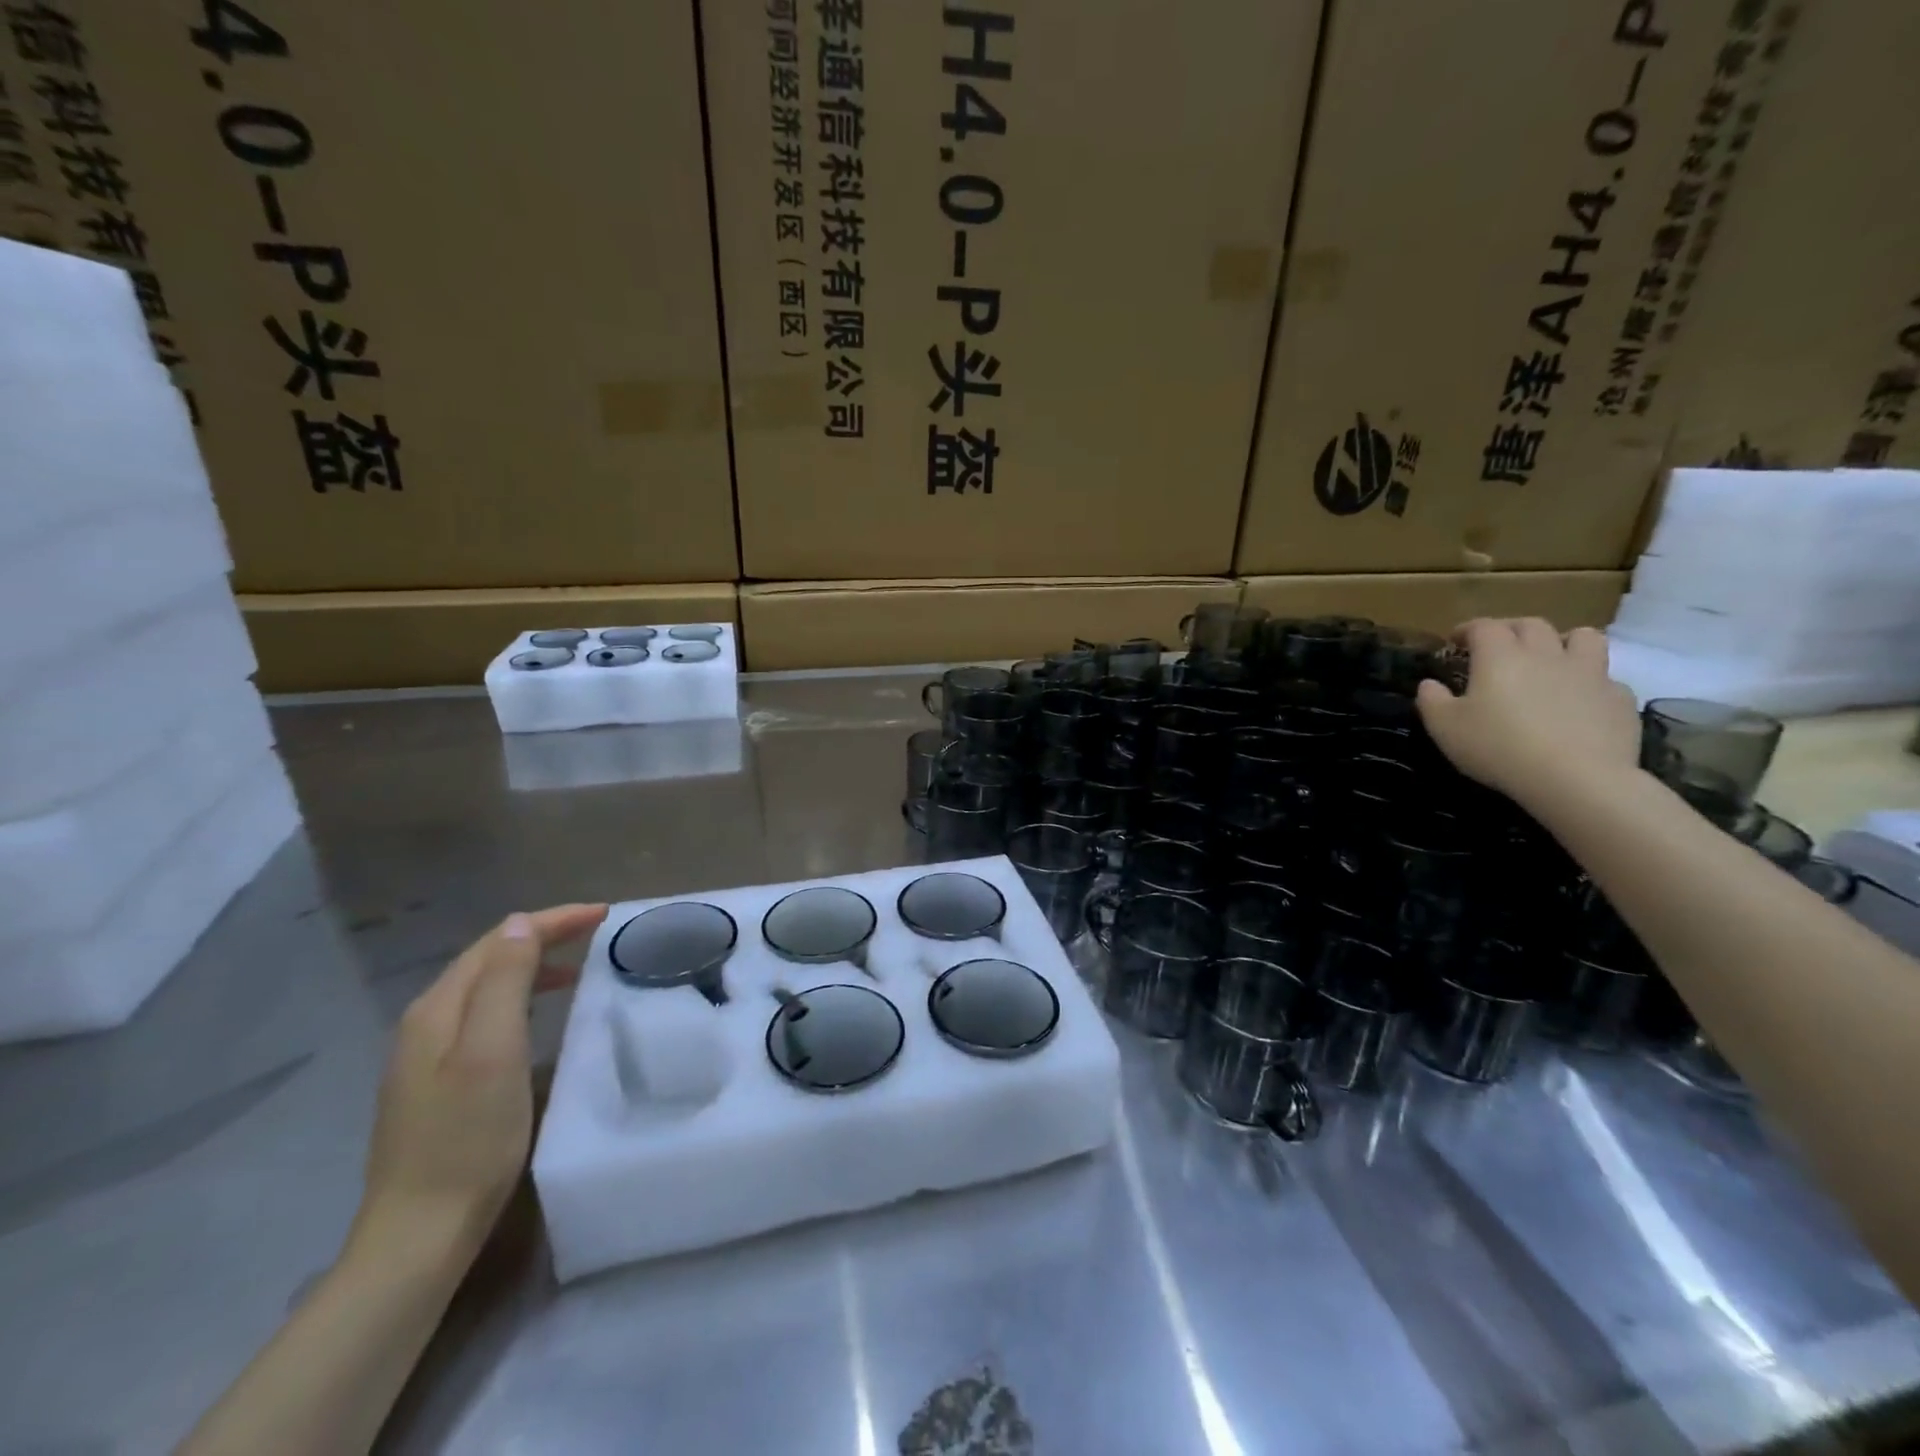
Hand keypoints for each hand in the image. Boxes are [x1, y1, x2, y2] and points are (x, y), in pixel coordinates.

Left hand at [351, 904, 606, 1264]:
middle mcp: (426, 1023)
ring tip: (577, 967)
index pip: (498, 941)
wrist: (419, 1235)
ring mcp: (426, 1056)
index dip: (551, 921)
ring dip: (531, 966)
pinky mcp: (437, 1083)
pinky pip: (483, 1016)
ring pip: (485, 987)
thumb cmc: (467, 1139)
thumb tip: (520, 925)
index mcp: (438, 1009)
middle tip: (596, 931)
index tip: (602, 915)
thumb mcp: (493, 1052)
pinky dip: (519, 998)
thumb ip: (504, 983)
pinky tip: (538, 1015)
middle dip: (542, 935)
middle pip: (488, 959)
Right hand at [1415, 618, 1640, 812]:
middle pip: (1531, 625)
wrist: (1576, 778)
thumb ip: (1432, 701)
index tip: (1455, 641)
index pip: (1484, 626)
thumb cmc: (1498, 747)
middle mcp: (1546, 654)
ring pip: (1583, 638)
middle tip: (1499, 646)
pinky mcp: (1619, 698)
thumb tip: (1429, 684)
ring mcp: (1590, 673)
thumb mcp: (1445, 728)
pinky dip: (1591, 682)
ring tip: (1552, 659)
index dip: (1467, 629)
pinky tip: (1580, 701)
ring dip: (1563, 641)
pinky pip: (1606, 678)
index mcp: (1500, 657)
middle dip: (1511, 629)